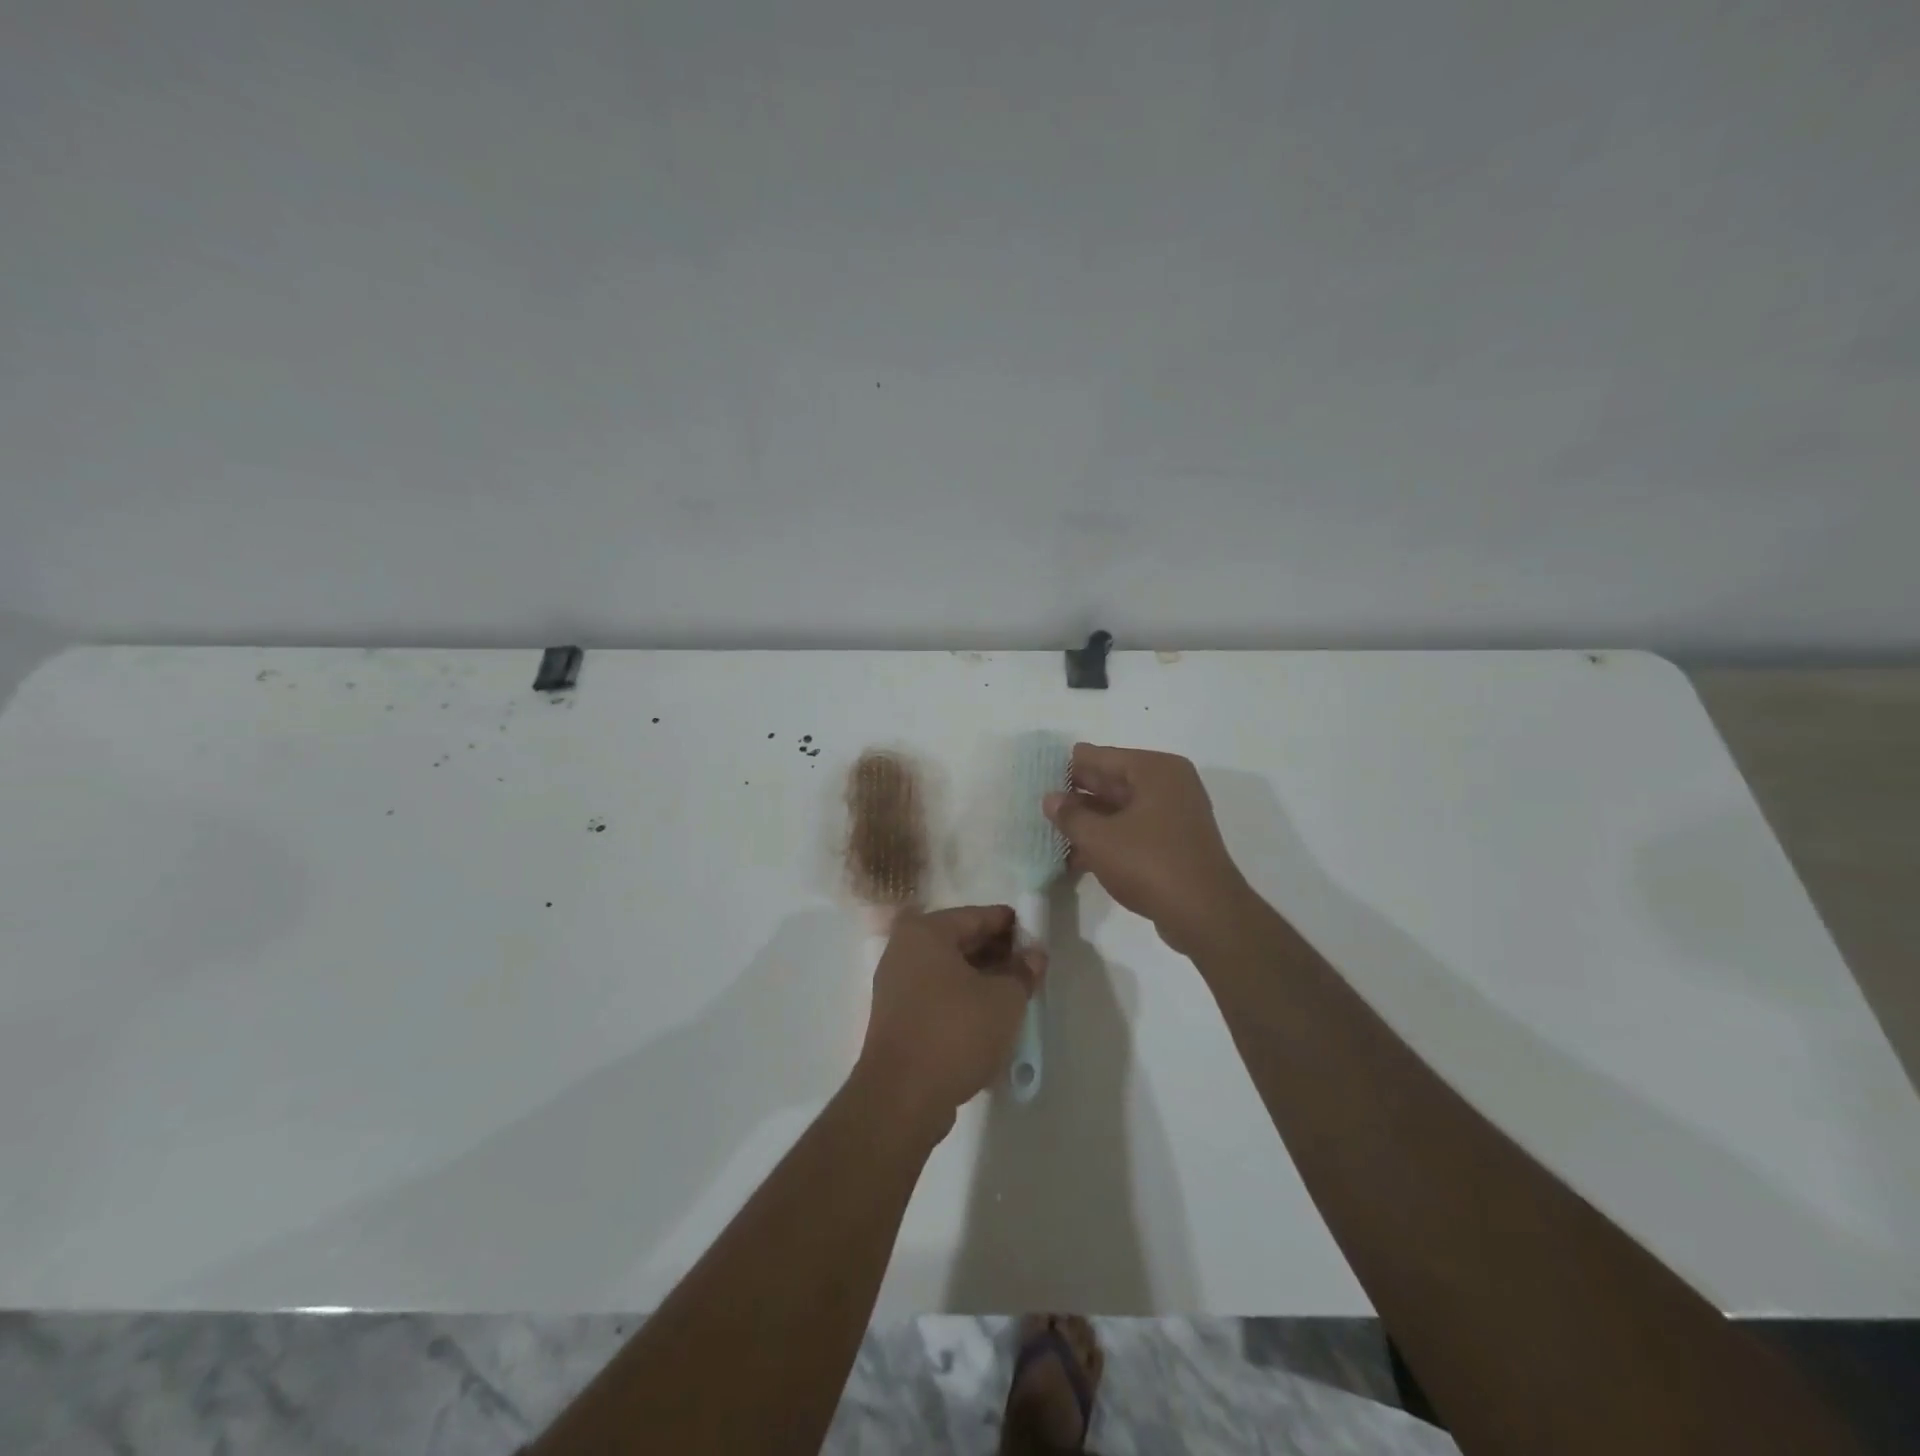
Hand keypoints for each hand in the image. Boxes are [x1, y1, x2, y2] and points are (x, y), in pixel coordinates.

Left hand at [856, 905, 1045, 1135]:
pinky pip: (938, 996)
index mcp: (926, 932)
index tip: (1038, 938)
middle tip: (1031, 969)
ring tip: (1016, 995)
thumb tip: (1033, 956)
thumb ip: (1022, 971)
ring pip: (950, 971)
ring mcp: (896, 985)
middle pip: (961, 941)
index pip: (978, 916)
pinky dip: (964, 1000)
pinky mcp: (897, 1018)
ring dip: (982, 979)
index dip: (1012, 925)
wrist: (901, 1097)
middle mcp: (904, 950)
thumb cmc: (955, 1031)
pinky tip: (989, 1019)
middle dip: (998, 953)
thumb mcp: (1004, 999)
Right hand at [1044, 744, 1253, 954]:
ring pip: (1120, 810)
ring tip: (1051, 832)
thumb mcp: (1099, 838)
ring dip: (1089, 821)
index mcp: (1155, 770)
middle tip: (1040, 803)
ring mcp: (1175, 815)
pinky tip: (1075, 857)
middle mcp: (1168, 784)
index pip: (1100, 756)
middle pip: (1112, 781)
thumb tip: (1051, 799)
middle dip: (1077, 794)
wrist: (1205, 915)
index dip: (1068, 766)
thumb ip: (1070, 815)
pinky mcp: (1174, 844)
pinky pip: (1133, 831)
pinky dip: (1108, 839)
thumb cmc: (1150, 863)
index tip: (1037, 775)